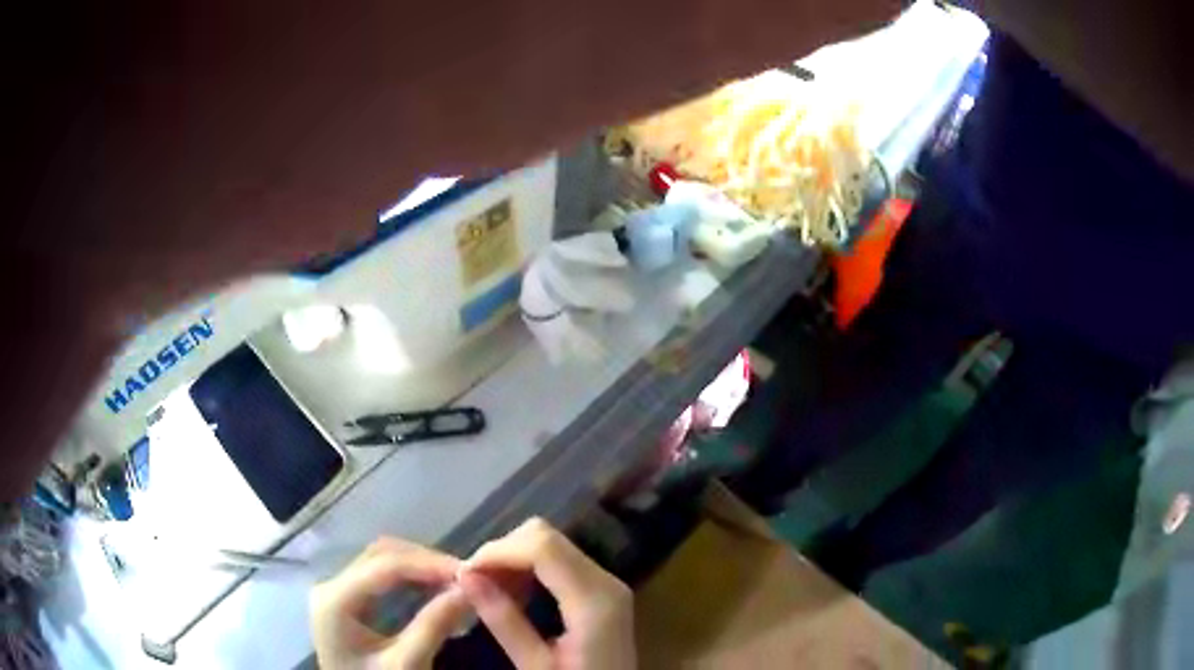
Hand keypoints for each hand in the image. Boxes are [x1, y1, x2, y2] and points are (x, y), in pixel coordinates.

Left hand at [310, 537, 469, 669]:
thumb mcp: (406, 664)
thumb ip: (433, 626)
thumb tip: (468, 590)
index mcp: (334, 599)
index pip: (385, 565)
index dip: (429, 564)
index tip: (470, 573)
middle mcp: (330, 585)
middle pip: (381, 555)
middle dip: (426, 563)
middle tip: (466, 578)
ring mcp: (337, 592)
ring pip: (382, 562)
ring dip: (420, 569)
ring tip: (456, 585)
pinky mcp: (347, 602)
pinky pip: (381, 579)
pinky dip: (411, 581)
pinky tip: (436, 592)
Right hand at [457, 518, 635, 669]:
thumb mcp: (535, 666)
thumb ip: (503, 620)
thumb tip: (465, 576)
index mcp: (594, 601)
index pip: (542, 547)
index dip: (498, 551)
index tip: (464, 573)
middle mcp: (606, 581)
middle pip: (547, 537)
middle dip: (503, 551)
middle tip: (473, 581)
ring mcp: (608, 582)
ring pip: (552, 543)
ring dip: (514, 557)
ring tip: (487, 587)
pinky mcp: (602, 589)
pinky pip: (561, 559)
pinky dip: (529, 565)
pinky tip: (511, 590)